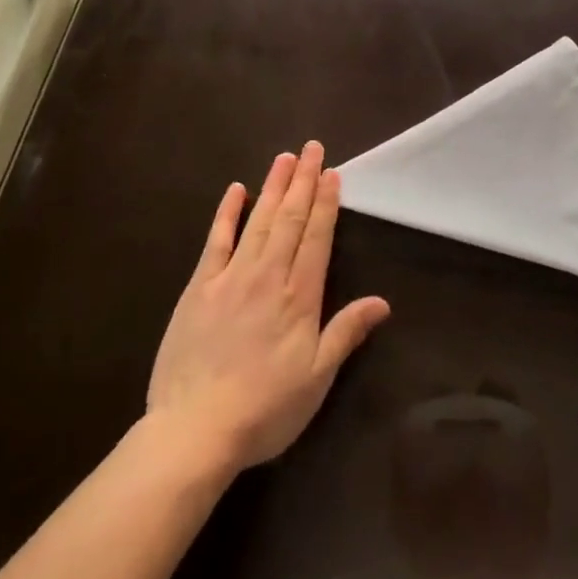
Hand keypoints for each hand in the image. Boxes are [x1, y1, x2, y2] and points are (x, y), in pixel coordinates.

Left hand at [147, 143, 390, 474]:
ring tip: (285, 157)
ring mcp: (231, 276)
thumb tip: (382, 302)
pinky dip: (227, 213)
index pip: (317, 237)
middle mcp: (268, 275)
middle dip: (303, 181)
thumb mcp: (316, 379)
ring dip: (274, 186)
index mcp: (299, 296)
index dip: (326, 203)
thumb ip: (346, 333)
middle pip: (290, 219)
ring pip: (259, 220)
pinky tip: (236, 190)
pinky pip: (216, 240)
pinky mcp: (199, 286)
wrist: (195, 430)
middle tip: (312, 148)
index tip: (332, 173)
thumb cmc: (264, 409)